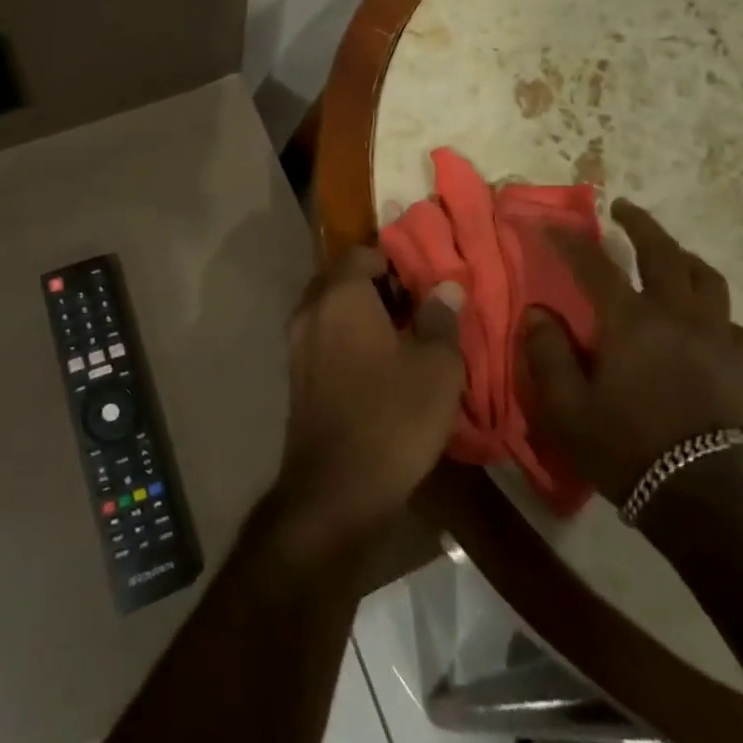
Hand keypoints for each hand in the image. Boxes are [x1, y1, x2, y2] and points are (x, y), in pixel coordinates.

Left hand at [271, 248, 465, 561]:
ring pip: (331, 308)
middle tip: (417, 306)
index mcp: (340, 295)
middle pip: (342, 278)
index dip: (395, 260)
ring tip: (404, 337)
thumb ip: (442, 318)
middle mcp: (311, 309)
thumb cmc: (393, 418)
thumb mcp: (438, 367)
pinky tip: (379, 366)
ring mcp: (297, 343)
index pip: (362, 252)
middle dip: (378, 285)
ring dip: (362, 313)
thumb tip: (445, 287)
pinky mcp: (296, 375)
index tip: (424, 280)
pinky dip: (347, 338)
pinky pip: (323, 337)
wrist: (336, 490)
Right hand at [518, 199, 742, 502]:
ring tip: (669, 254)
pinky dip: (716, 313)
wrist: (702, 500)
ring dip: (683, 258)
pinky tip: (705, 321)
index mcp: (631, 321)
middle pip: (664, 254)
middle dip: (641, 225)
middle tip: (623, 210)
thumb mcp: (565, 407)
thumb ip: (547, 353)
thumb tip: (539, 312)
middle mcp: (677, 316)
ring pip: (707, 280)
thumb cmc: (625, 449)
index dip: (568, 240)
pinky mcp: (742, 367)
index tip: (548, 223)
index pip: (594, 264)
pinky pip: (733, 325)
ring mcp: (716, 339)